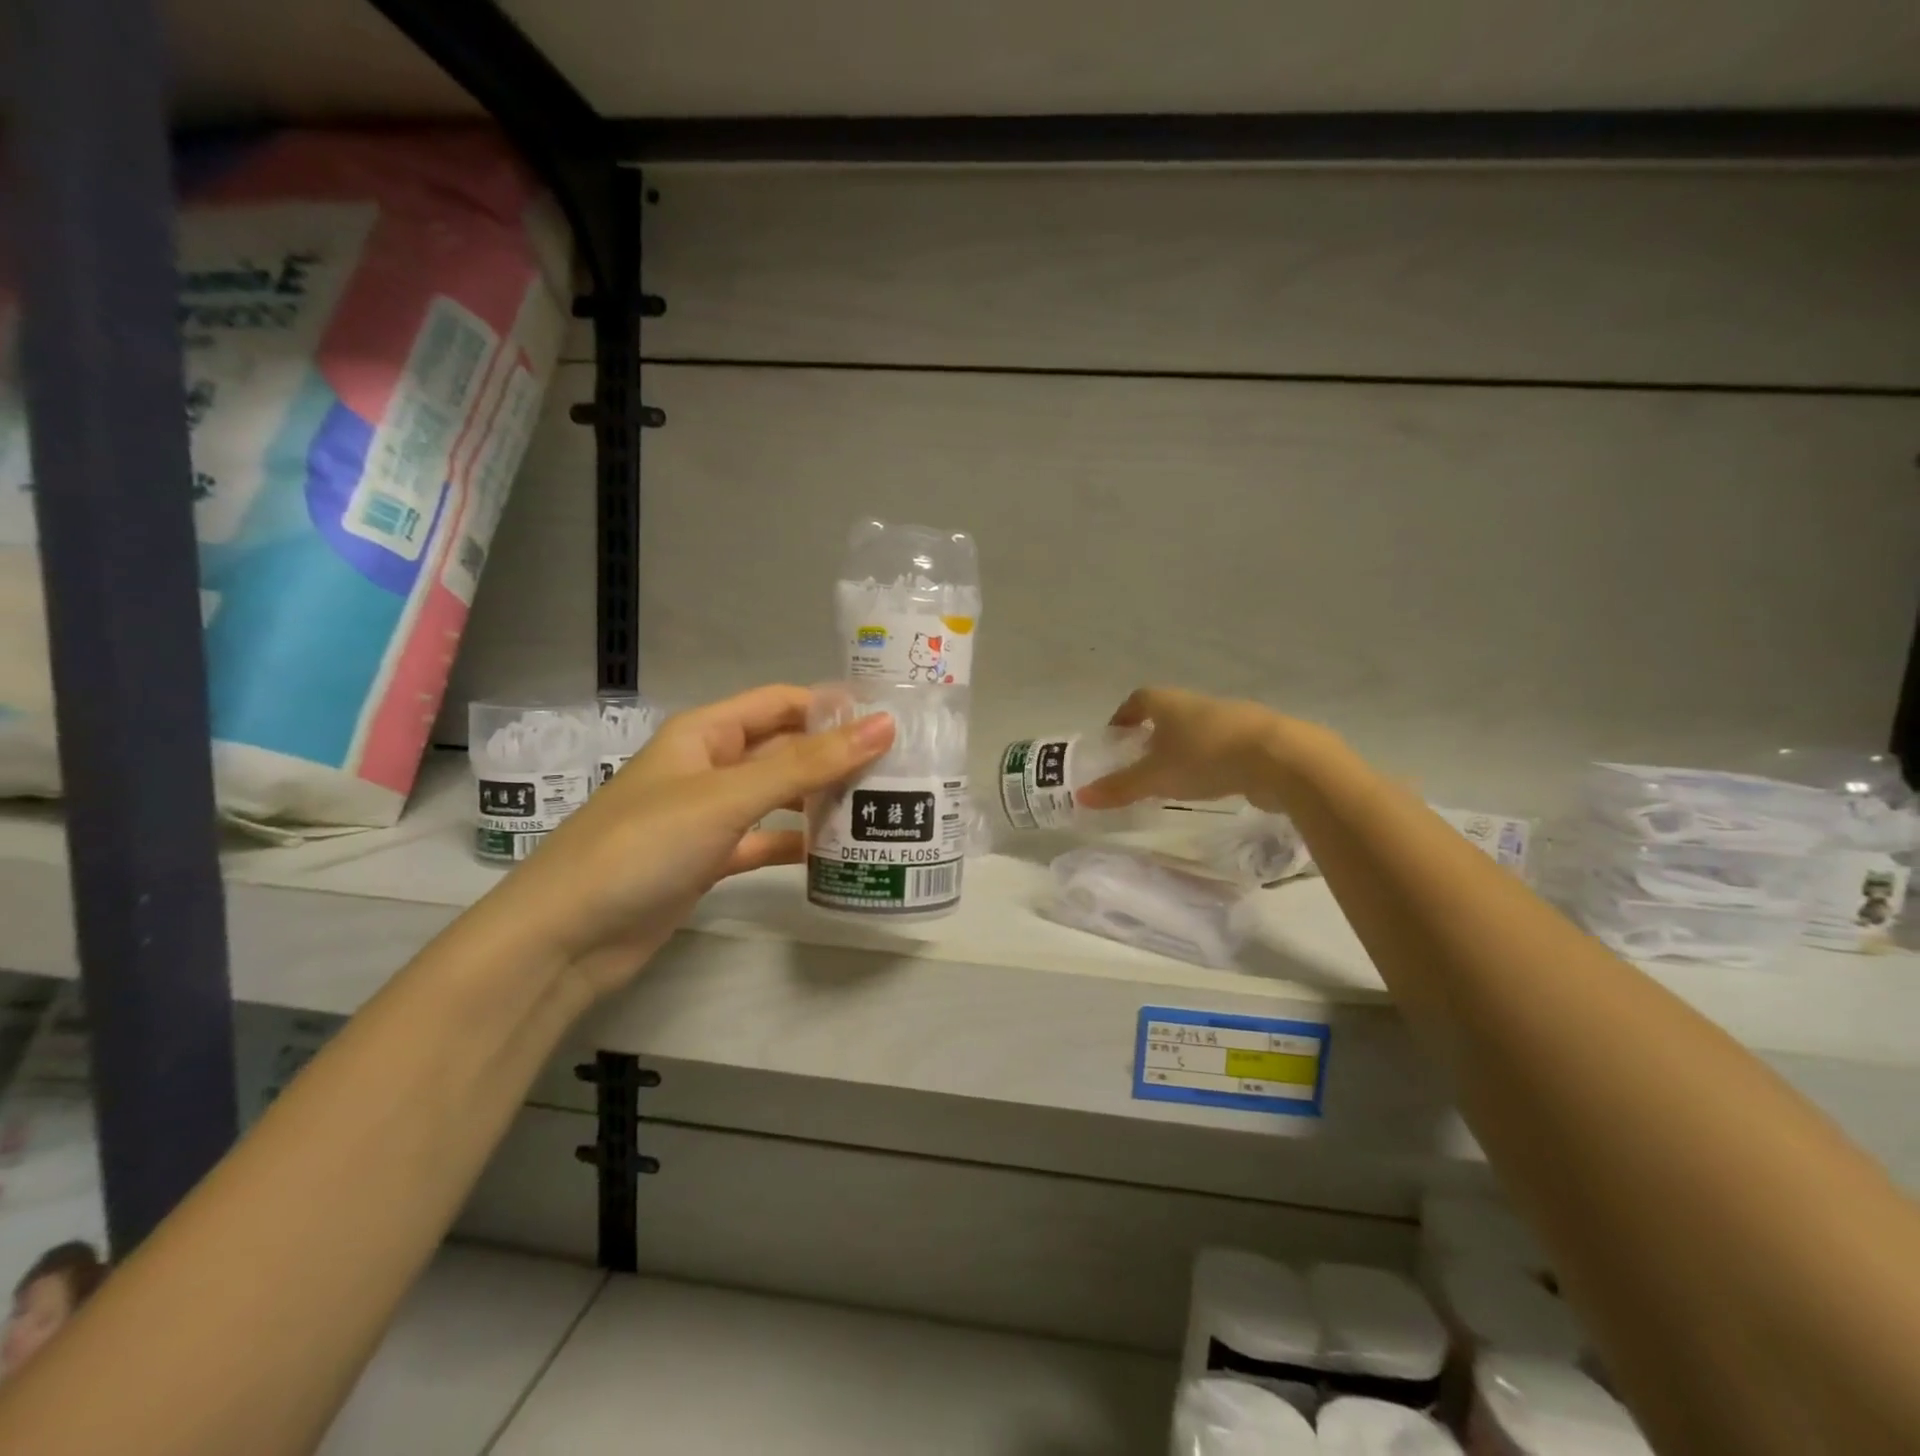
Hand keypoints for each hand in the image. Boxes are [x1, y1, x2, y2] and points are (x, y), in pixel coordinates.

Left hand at [491, 685, 894, 1000]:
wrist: (566, 936)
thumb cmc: (644, 845)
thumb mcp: (728, 797)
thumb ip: (807, 763)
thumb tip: (883, 725)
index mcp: (705, 733)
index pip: (781, 703)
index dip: (832, 706)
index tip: (891, 722)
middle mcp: (709, 766)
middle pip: (783, 749)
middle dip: (834, 755)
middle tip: (899, 769)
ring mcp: (708, 815)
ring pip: (777, 796)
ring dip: (820, 799)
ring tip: (880, 808)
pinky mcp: (708, 859)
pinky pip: (764, 841)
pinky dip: (796, 844)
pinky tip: (836, 854)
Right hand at [1074, 687, 1324, 813]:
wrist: (1281, 759)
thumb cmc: (1206, 758)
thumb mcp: (1156, 777)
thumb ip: (1120, 787)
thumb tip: (1081, 796)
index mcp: (1170, 703)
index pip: (1139, 699)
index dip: (1124, 715)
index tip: (1116, 737)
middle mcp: (1198, 704)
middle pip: (1168, 714)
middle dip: (1153, 735)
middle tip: (1141, 762)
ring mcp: (1232, 719)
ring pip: (1197, 730)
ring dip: (1184, 749)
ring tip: (1175, 778)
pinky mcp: (1257, 739)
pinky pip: (1223, 747)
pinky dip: (1211, 762)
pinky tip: (1211, 784)